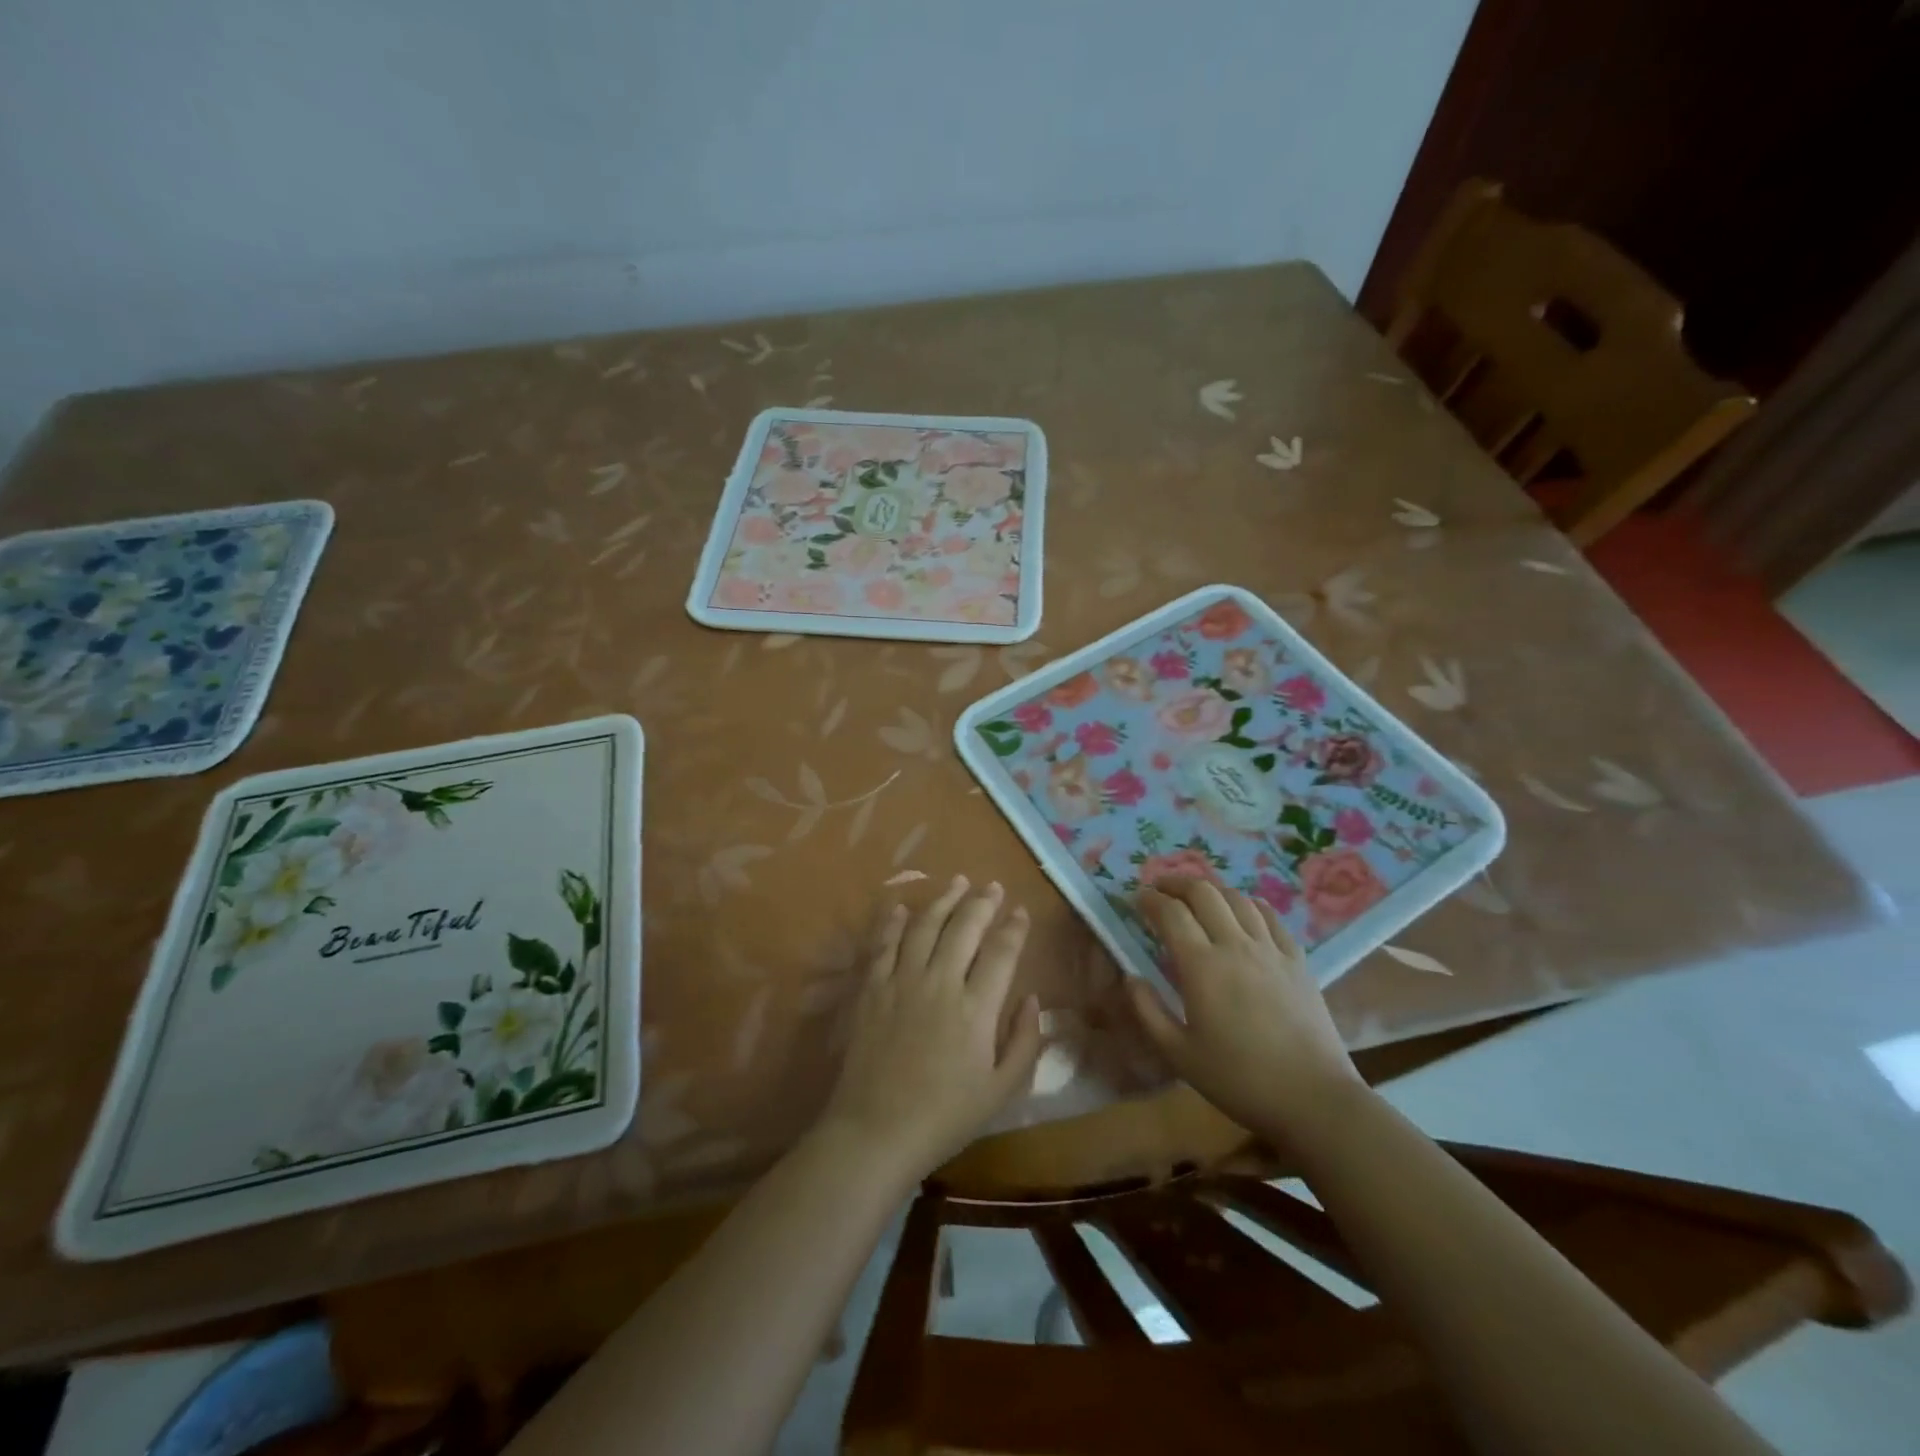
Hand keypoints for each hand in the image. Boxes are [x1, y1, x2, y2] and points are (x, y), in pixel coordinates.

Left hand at [819, 877, 1043, 1183]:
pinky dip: (893, 922)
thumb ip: (1024, 1042)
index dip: (1014, 928)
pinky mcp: (872, 989)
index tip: (1021, 911)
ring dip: (943, 901)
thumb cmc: (945, 1117)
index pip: (1001, 953)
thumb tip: (1033, 999)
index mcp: (976, 1009)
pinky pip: (884, 944)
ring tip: (958, 882)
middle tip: (993, 887)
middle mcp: (940, 983)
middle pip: (964, 928)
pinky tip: (901, 907)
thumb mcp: (1001, 1091)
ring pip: (925, 926)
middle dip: (982, 903)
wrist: (875, 1131)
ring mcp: (901, 982)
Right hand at [1127, 877, 1362, 1141]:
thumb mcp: (1178, 1055)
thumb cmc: (1239, 1079)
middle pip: (1204, 893)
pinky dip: (1248, 903)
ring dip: (1211, 889)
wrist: (1314, 1099)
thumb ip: (1147, 1011)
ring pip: (1237, 898)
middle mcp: (1235, 945)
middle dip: (1177, 883)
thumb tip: (1130, 976)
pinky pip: (1270, 916)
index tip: (1136, 897)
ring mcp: (1271, 949)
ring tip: (1196, 896)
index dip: (1150, 899)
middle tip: (1160, 889)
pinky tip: (1243, 909)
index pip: (1171, 913)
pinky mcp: (1297, 960)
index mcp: (1202, 966)